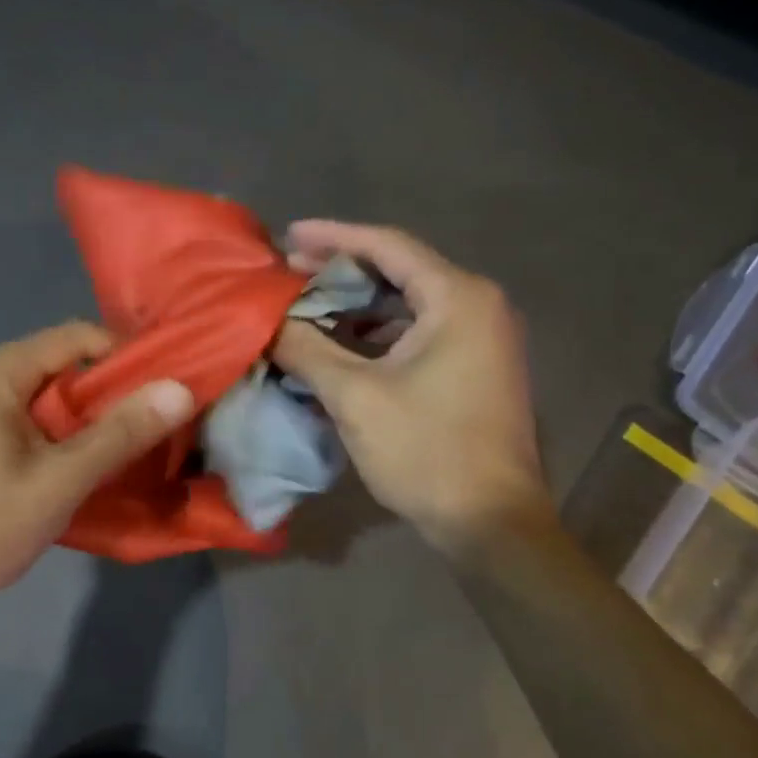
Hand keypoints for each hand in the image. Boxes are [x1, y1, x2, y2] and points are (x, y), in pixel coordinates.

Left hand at [0, 322, 194, 617]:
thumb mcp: (62, 481)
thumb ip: (122, 432)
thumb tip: (180, 389)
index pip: (73, 337)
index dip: (122, 357)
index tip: (156, 392)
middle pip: (48, 365)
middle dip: (95, 394)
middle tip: (132, 432)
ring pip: (26, 394)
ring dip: (66, 417)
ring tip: (96, 455)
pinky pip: (0, 415)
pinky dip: (35, 431)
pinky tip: (47, 468)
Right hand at [272, 221, 552, 555]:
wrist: (491, 523)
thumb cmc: (427, 451)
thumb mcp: (355, 397)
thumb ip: (306, 349)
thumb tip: (266, 322)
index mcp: (458, 298)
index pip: (387, 245)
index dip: (333, 237)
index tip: (288, 234)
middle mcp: (477, 306)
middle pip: (399, 270)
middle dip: (341, 271)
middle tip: (289, 272)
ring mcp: (480, 338)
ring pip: (407, 304)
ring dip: (356, 305)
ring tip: (306, 307)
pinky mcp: (474, 367)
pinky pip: (418, 332)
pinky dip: (377, 334)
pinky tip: (339, 347)